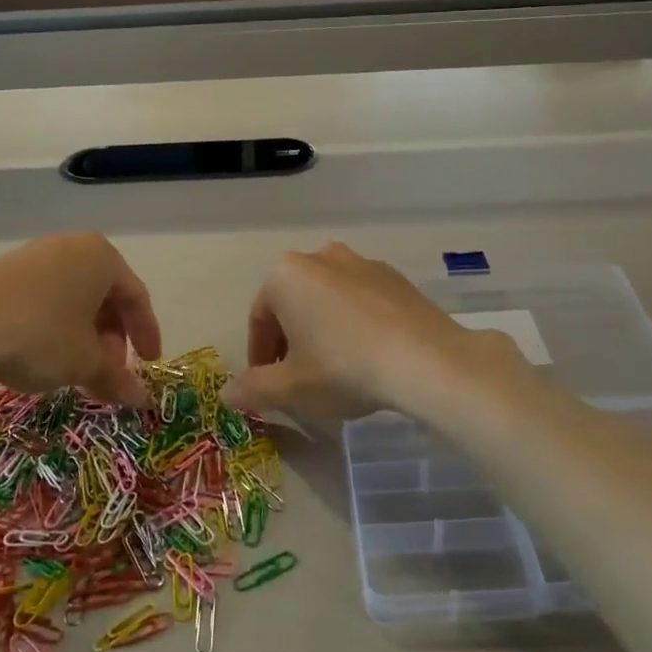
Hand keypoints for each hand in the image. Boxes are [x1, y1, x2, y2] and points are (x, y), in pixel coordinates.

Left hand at [0, 233, 161, 409]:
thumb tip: (142, 399)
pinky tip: (42, 353)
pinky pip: (42, 296)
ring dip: (82, 333)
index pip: (136, 296)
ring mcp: (32, 255)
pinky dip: (53, 324)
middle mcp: (70, 246)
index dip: (146, 333)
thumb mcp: (85, 362)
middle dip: (111, 336)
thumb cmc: (41, 337)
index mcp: (101, 257)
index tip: (149, 364)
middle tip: (109, 370)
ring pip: (71, 296)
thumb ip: (117, 377)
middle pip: (103, 294)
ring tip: (76, 368)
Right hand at [222, 243, 518, 422]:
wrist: (425, 360)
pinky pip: (362, 300)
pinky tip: (369, 355)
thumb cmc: (343, 368)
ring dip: (324, 329)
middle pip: (293, 304)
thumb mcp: (290, 388)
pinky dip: (356, 323)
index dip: (260, 357)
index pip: (260, 319)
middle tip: (300, 378)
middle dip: (291, 340)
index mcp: (286, 275)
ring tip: (335, 368)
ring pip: (328, 300)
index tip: (269, 386)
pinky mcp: (396, 277)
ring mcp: (363, 263)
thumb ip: (253, 389)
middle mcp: (321, 257)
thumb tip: (226, 393)